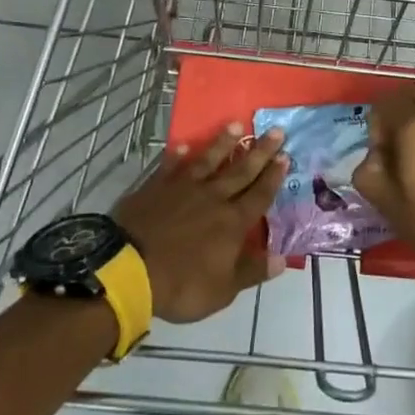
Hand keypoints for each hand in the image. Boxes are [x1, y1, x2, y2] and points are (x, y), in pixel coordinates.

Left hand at [115, 125, 287, 323]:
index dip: (273, 176)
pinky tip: (185, 146)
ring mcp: (183, 189)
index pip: (260, 195)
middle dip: (260, 152)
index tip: (285, 155)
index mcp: (232, 222)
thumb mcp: (223, 289)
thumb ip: (252, 271)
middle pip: (241, 171)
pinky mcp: (156, 187)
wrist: (129, 269)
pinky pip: (171, 167)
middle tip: (275, 131)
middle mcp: (213, 198)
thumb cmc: (181, 285)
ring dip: (223, 143)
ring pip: (208, 161)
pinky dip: (178, 156)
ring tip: (236, 124)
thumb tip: (282, 259)